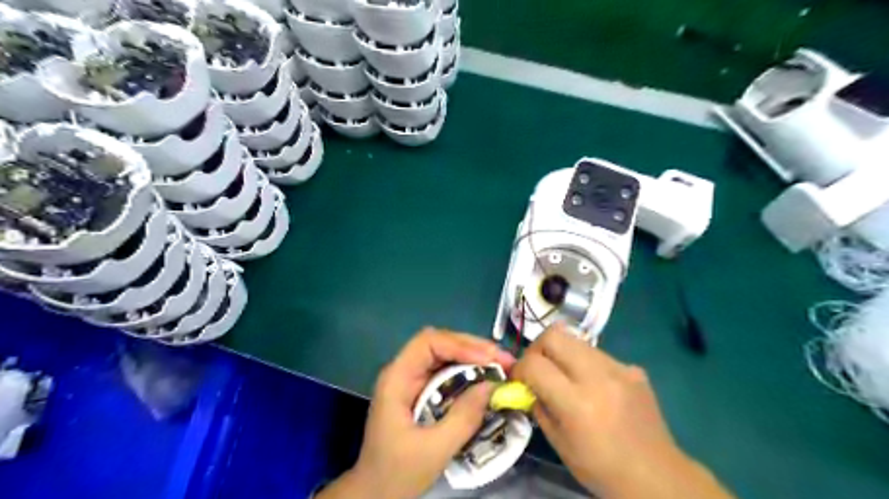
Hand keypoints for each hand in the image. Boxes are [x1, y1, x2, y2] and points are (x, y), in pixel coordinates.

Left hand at [317, 327, 515, 498]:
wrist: (375, 492)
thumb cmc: (397, 473)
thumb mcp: (434, 450)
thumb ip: (463, 417)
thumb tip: (492, 386)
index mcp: (397, 379)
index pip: (428, 343)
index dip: (460, 344)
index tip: (489, 359)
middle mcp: (404, 371)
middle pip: (439, 343)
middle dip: (473, 348)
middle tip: (503, 360)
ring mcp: (412, 380)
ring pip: (445, 354)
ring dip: (473, 357)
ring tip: (501, 366)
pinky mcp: (421, 391)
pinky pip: (446, 372)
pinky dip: (468, 371)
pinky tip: (485, 378)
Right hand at [512, 324, 733, 498]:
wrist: (657, 476)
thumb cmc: (601, 467)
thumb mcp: (558, 443)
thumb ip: (539, 406)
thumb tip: (529, 384)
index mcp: (576, 402)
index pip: (534, 363)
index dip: (519, 368)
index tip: (519, 379)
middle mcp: (598, 376)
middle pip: (554, 335)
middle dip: (538, 348)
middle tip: (539, 368)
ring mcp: (619, 368)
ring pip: (576, 340)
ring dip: (563, 354)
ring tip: (567, 377)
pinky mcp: (633, 368)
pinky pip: (599, 354)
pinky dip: (586, 365)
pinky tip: (596, 388)